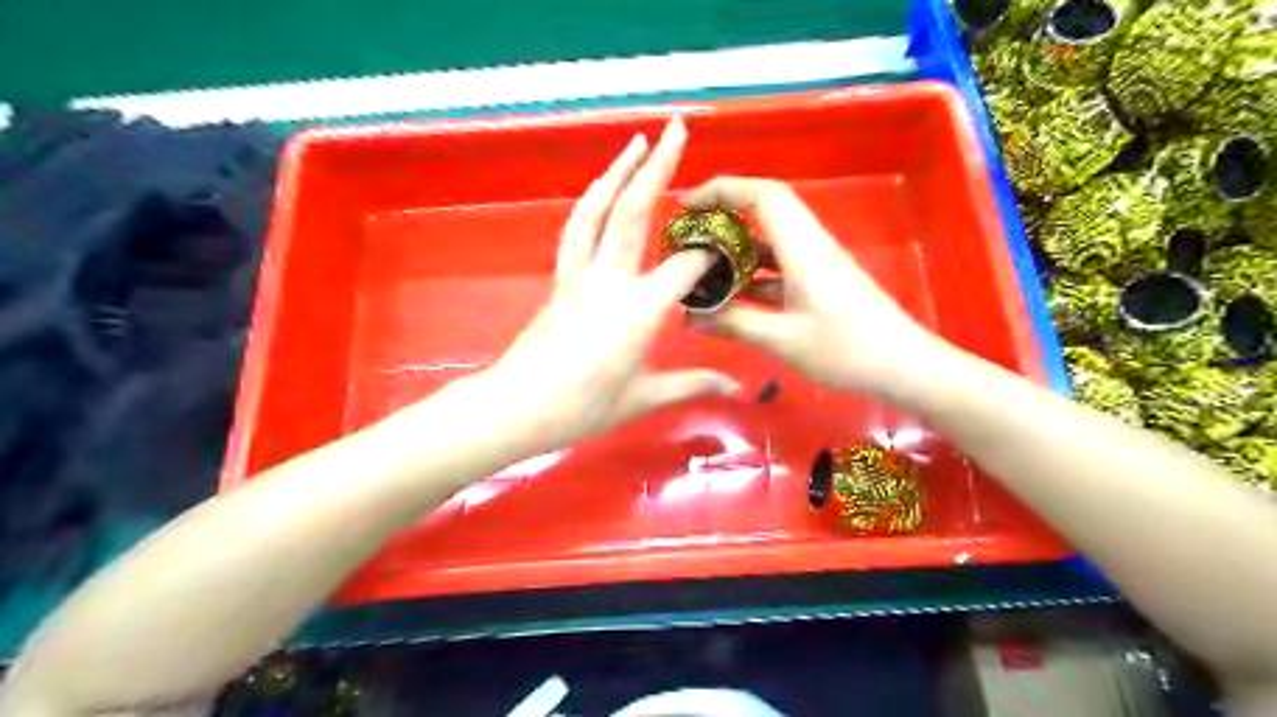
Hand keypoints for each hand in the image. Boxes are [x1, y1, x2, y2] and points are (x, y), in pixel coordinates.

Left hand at [479, 119, 739, 452]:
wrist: (520, 405)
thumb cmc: (585, 406)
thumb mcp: (644, 398)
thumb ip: (692, 384)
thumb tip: (734, 387)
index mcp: (641, 308)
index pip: (688, 264)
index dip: (712, 251)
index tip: (730, 247)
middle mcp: (611, 278)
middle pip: (637, 210)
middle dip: (660, 166)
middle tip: (678, 129)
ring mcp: (580, 273)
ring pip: (599, 208)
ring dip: (618, 170)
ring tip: (636, 143)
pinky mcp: (561, 277)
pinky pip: (577, 228)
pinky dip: (591, 201)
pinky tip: (601, 189)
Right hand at [689, 175, 946, 399]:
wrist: (905, 368)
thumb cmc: (847, 351)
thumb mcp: (784, 340)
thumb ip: (736, 324)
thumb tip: (692, 317)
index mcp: (804, 249)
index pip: (763, 195)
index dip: (723, 190)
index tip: (687, 206)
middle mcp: (811, 246)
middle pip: (766, 211)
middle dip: (724, 214)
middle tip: (688, 235)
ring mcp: (817, 265)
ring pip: (771, 242)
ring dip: (737, 249)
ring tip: (700, 267)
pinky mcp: (820, 284)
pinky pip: (780, 268)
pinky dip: (753, 276)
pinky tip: (731, 298)